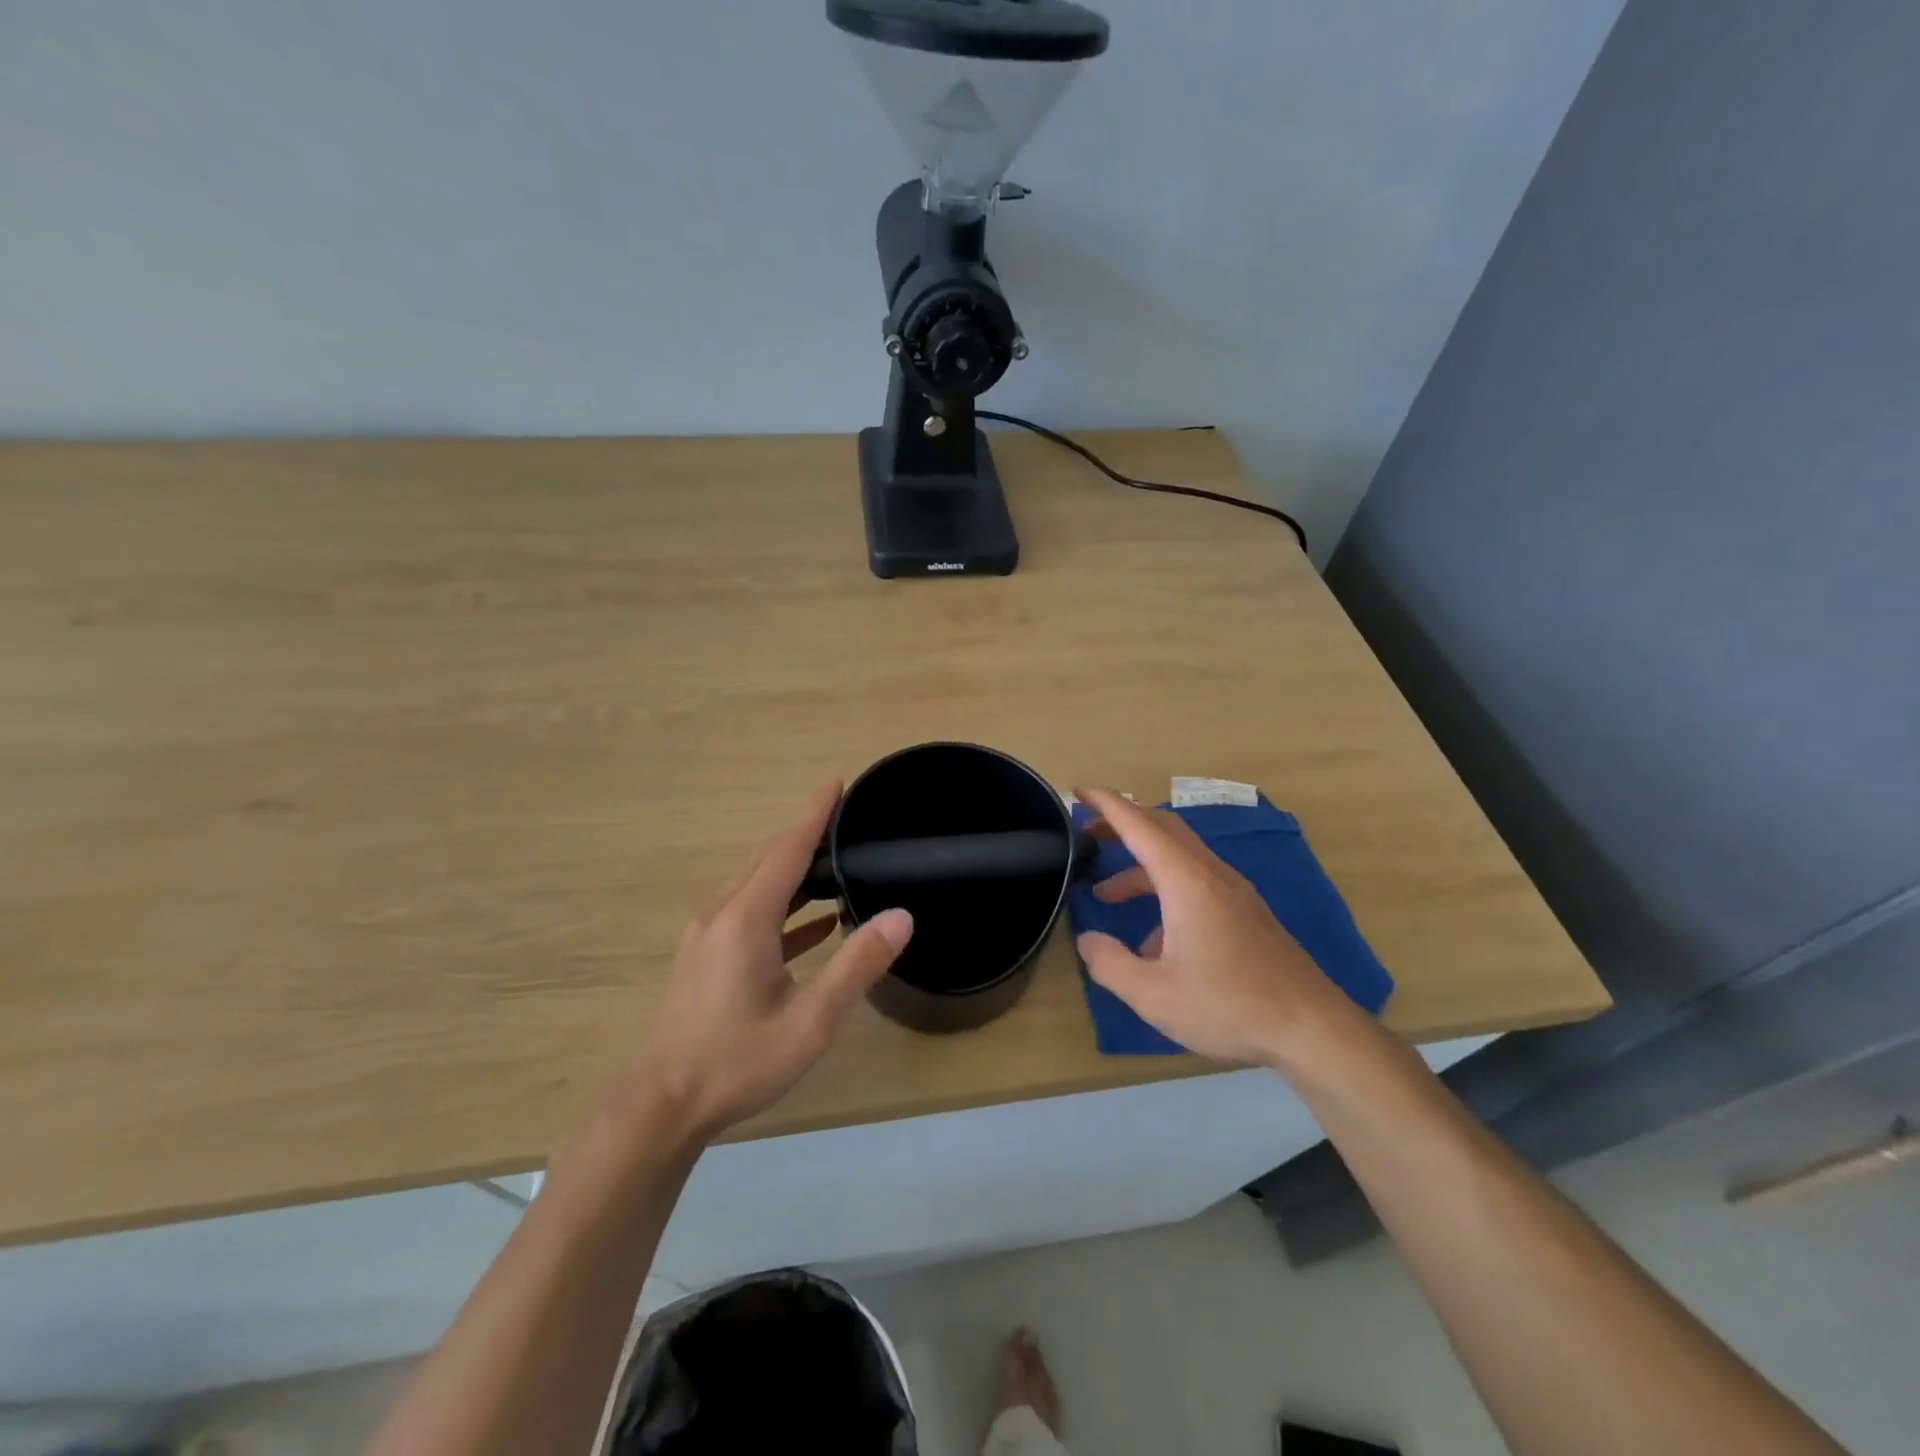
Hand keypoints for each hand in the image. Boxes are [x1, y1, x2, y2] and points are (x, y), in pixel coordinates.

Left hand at [627, 782, 913, 1140]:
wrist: (660, 1106)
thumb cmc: (737, 1061)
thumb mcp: (809, 1020)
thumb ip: (856, 965)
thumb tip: (901, 917)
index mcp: (746, 917)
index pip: (787, 849)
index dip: (815, 815)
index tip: (837, 783)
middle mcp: (723, 914)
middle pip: (769, 860)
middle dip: (807, 835)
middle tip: (846, 819)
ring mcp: (709, 936)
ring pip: (757, 886)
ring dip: (795, 870)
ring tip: (836, 862)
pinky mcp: (705, 958)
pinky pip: (749, 915)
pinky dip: (783, 908)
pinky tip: (813, 923)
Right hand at [1073, 785, 1361, 1066]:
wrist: (1312, 1028)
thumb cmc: (1229, 1005)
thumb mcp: (1154, 995)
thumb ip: (1110, 964)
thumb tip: (1087, 940)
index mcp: (1186, 881)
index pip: (1139, 825)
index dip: (1106, 803)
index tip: (1079, 790)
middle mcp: (1211, 874)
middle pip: (1162, 828)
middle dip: (1122, 823)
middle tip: (1087, 831)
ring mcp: (1233, 891)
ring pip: (1179, 856)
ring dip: (1140, 864)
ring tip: (1106, 894)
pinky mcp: (1245, 912)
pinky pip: (1196, 881)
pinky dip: (1164, 888)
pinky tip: (1154, 940)